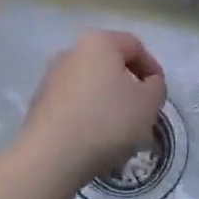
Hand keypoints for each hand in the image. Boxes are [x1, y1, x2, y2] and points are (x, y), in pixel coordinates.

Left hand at [19, 31, 167, 186]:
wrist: (51, 156)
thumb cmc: (107, 120)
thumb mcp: (148, 103)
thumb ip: (156, 87)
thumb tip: (147, 83)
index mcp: (98, 42)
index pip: (134, 46)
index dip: (152, 67)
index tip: (158, 94)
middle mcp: (70, 52)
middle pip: (110, 65)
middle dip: (129, 86)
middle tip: (142, 112)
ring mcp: (51, 78)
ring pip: (91, 85)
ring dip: (109, 102)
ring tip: (120, 131)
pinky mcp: (40, 103)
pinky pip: (74, 104)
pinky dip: (89, 115)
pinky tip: (96, 139)